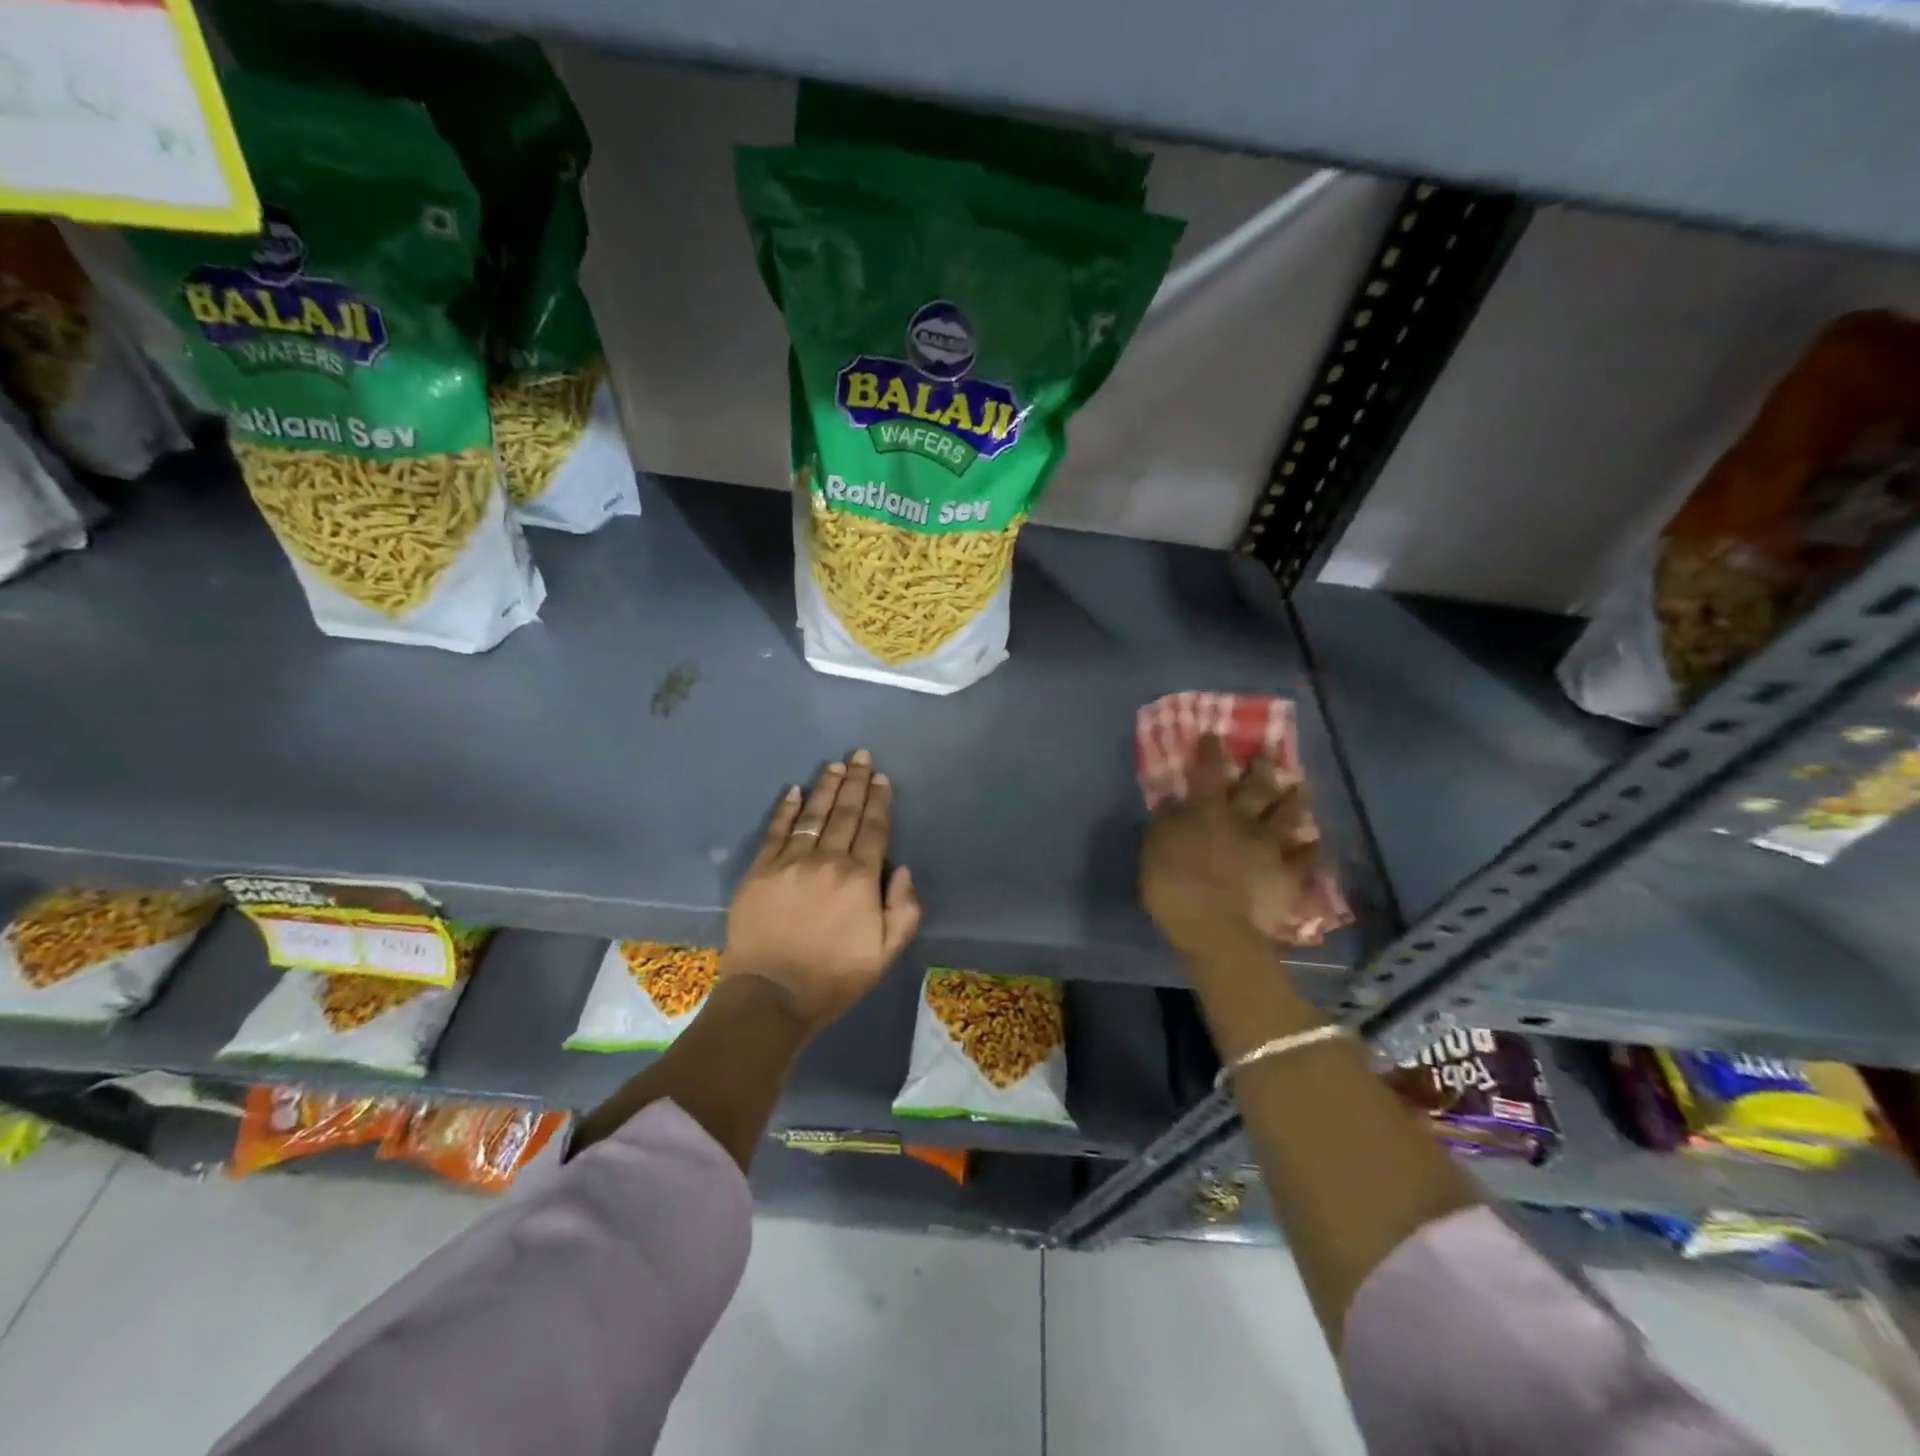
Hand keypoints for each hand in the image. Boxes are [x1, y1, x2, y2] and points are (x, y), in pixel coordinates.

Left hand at [722, 749, 922, 1033]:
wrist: (771, 995)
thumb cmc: (834, 977)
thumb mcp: (885, 954)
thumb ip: (903, 910)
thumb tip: (902, 869)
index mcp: (860, 879)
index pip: (873, 829)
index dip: (879, 801)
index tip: (881, 778)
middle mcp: (827, 861)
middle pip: (845, 813)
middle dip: (856, 783)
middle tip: (861, 756)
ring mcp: (790, 863)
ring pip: (813, 816)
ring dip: (826, 788)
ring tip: (836, 765)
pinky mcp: (760, 871)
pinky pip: (776, 832)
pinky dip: (786, 810)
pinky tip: (794, 791)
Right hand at [1141, 734, 1325, 955]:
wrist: (1214, 926)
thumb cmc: (1173, 884)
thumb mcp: (1155, 846)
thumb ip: (1166, 820)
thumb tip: (1174, 799)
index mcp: (1206, 811)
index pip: (1208, 773)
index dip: (1212, 752)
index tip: (1216, 736)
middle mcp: (1242, 821)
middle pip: (1255, 788)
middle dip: (1261, 768)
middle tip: (1268, 752)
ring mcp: (1269, 847)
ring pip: (1287, 816)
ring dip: (1296, 799)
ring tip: (1303, 785)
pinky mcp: (1288, 876)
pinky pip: (1305, 860)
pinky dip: (1313, 850)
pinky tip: (1317, 842)